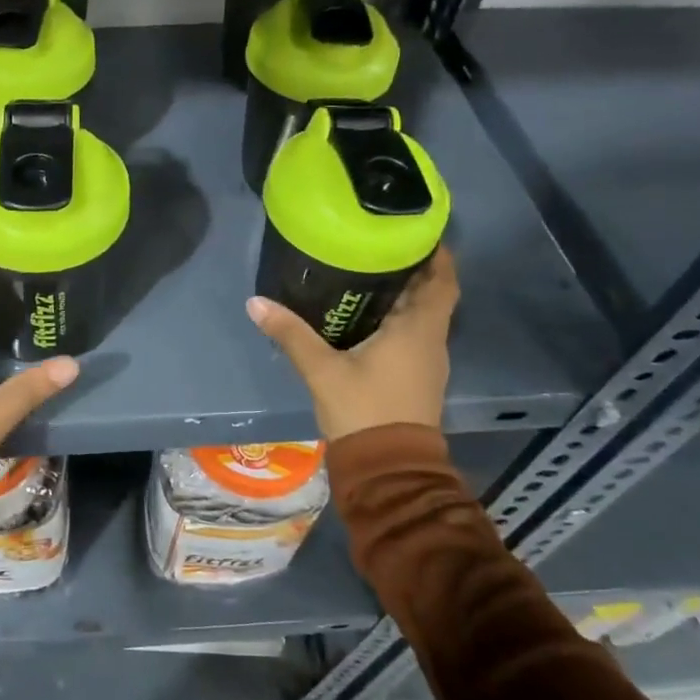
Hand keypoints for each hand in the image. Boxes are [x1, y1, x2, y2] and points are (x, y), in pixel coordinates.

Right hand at [247, 250, 458, 441]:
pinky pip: (415, 335)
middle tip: (378, 245)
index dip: (436, 254)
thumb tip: (256, 302)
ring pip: (424, 316)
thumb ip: (291, 334)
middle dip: (412, 269)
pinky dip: (399, 318)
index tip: (414, 231)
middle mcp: (431, 341)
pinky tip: (368, 316)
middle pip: (432, 295)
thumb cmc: (364, 410)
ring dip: (406, 295)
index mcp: (418, 330)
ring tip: (369, 272)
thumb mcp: (322, 370)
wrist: (388, 468)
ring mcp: (428, 362)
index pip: (443, 281)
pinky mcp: (418, 378)